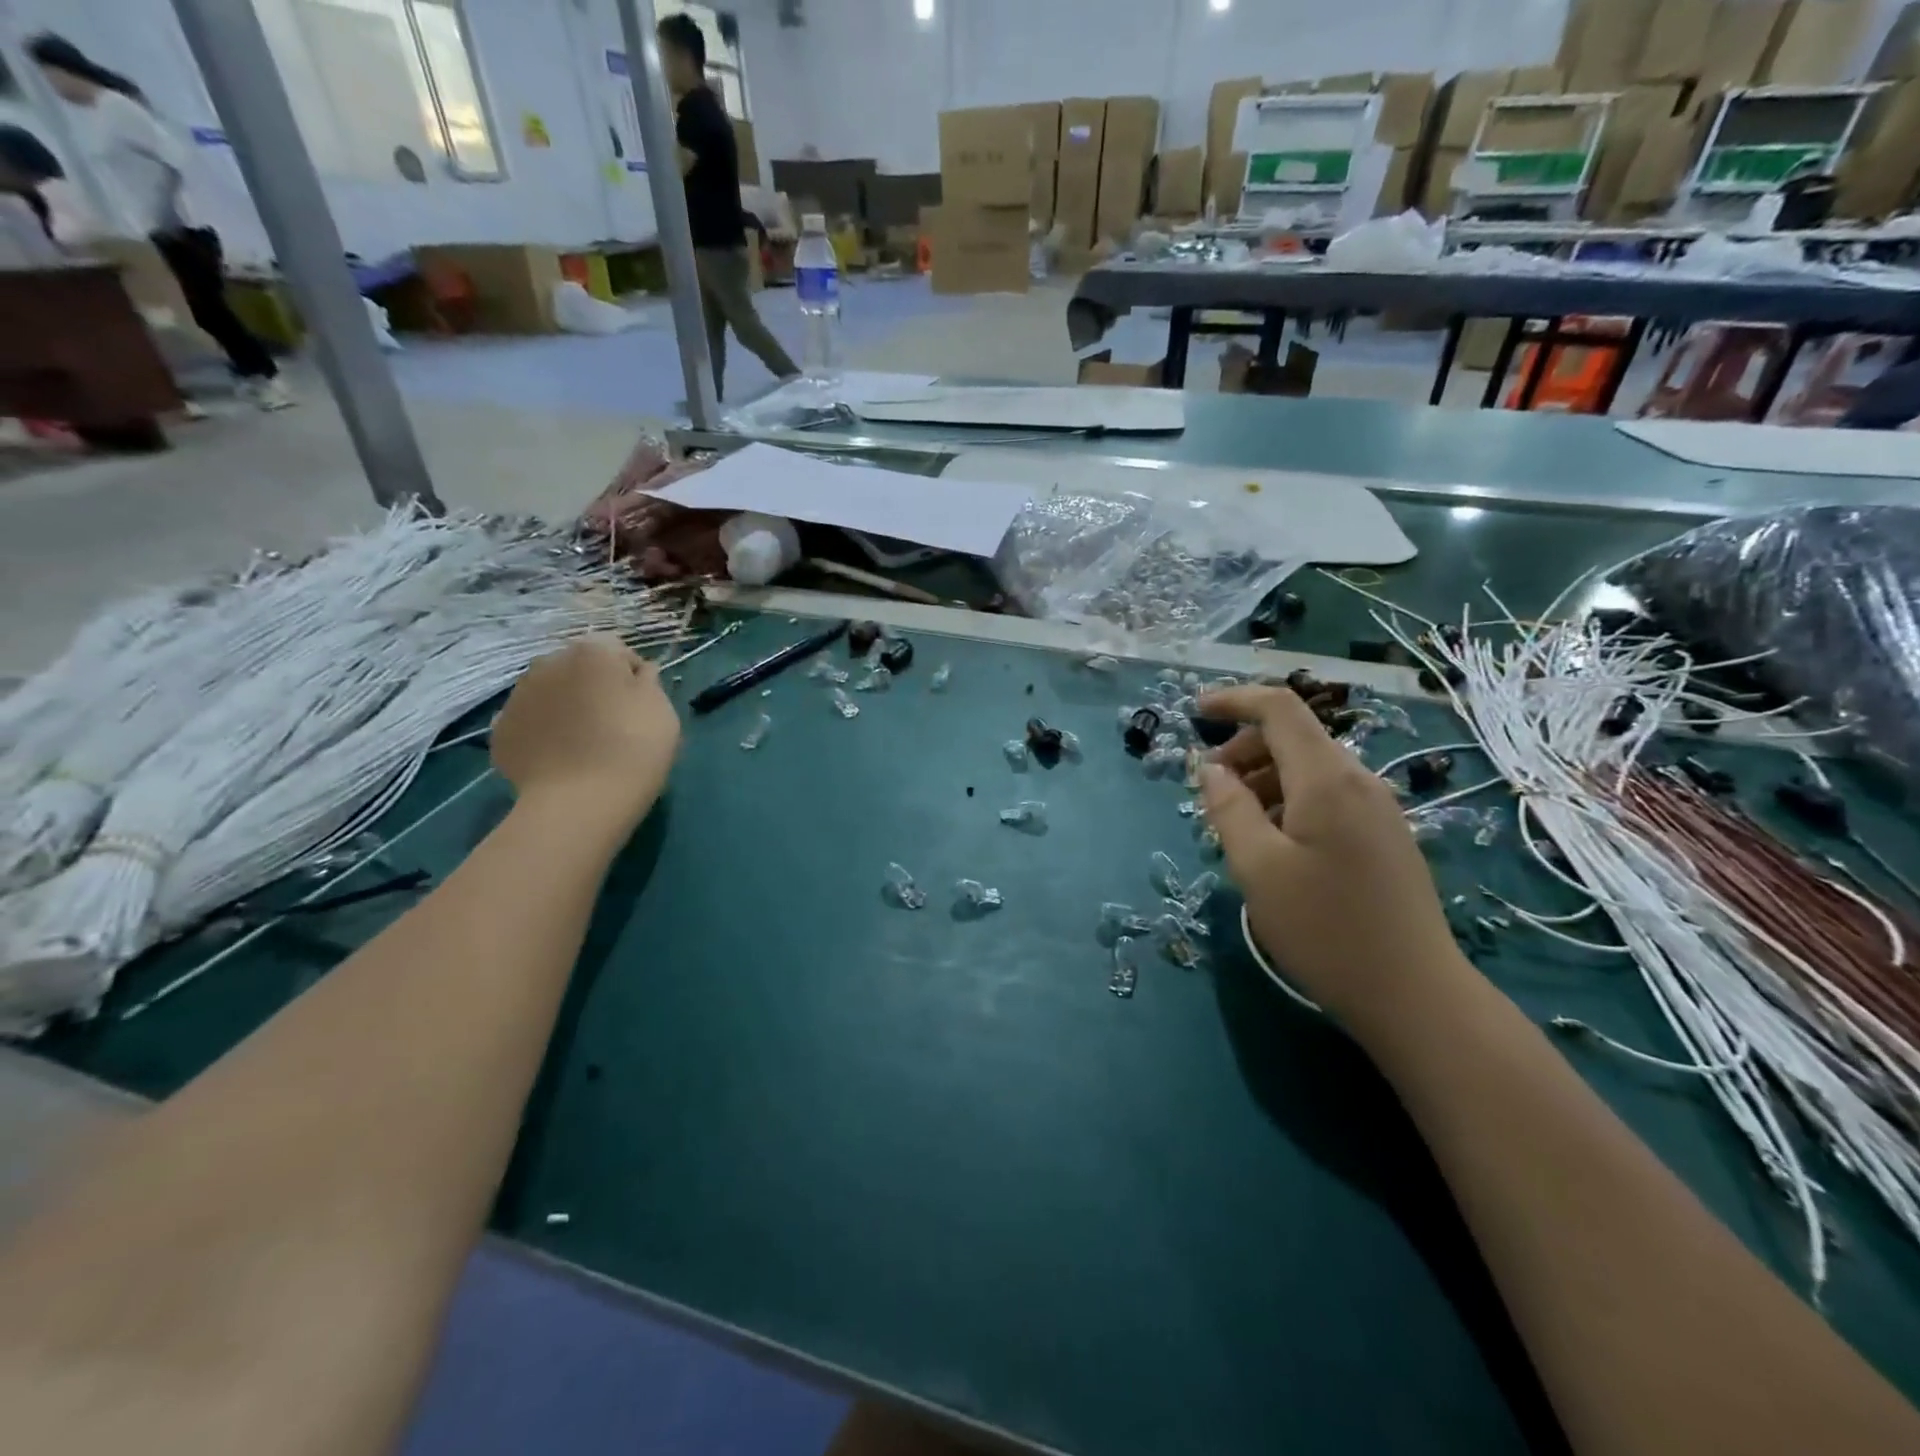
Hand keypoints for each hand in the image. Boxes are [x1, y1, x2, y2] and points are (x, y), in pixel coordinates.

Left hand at [490, 637, 680, 829]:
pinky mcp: (500, 730)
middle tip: (614, 723)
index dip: (633, 676)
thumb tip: (638, 673)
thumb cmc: (634, 748)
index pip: (617, 650)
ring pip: (551, 693)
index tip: (642, 705)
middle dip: (593, 686)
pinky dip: (544, 732)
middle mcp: (548, 663)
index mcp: (591, 652)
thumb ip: (649, 682)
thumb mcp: (663, 710)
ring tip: (585, 743)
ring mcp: (517, 696)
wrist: (579, 802)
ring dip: (567, 706)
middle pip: (578, 668)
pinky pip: (531, 722)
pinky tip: (561, 758)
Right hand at [1198, 685, 1465, 1022]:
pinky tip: (1275, 846)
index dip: (1234, 700)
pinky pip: (1328, 797)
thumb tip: (1210, 769)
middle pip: (1294, 737)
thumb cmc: (1324, 928)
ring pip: (1310, 769)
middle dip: (1244, 749)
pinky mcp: (1384, 836)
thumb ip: (1228, 808)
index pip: (1279, 709)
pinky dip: (1289, 801)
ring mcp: (1378, 809)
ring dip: (1264, 779)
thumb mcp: (1258, 868)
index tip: (1194, 711)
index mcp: (1327, 780)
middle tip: (1211, 791)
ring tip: (1237, 826)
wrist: (1414, 995)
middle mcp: (1359, 781)